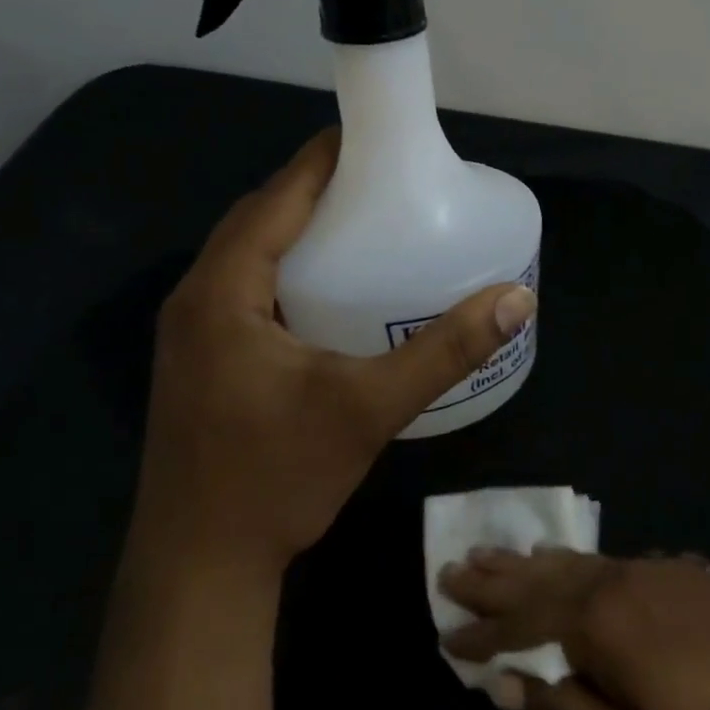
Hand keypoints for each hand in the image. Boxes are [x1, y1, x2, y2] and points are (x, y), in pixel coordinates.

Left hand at [131, 128, 537, 576]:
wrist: (197, 573)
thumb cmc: (274, 479)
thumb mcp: (368, 409)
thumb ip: (444, 352)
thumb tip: (515, 300)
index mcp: (222, 292)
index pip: (276, 197)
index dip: (324, 159)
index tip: (378, 137)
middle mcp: (197, 300)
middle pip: (261, 219)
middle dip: (318, 189)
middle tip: (386, 181)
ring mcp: (194, 333)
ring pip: (252, 254)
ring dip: (303, 229)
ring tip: (367, 221)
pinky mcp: (205, 361)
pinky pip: (249, 288)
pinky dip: (291, 269)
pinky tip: (335, 290)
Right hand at [439, 549, 709, 709]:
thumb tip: (505, 687)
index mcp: (598, 628)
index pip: (521, 628)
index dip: (482, 634)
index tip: (446, 635)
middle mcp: (609, 585)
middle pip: (536, 580)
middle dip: (492, 580)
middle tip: (451, 568)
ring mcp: (639, 569)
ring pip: (565, 562)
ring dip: (522, 561)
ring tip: (488, 552)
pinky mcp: (664, 566)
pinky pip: (597, 556)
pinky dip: (565, 556)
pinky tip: (556, 555)